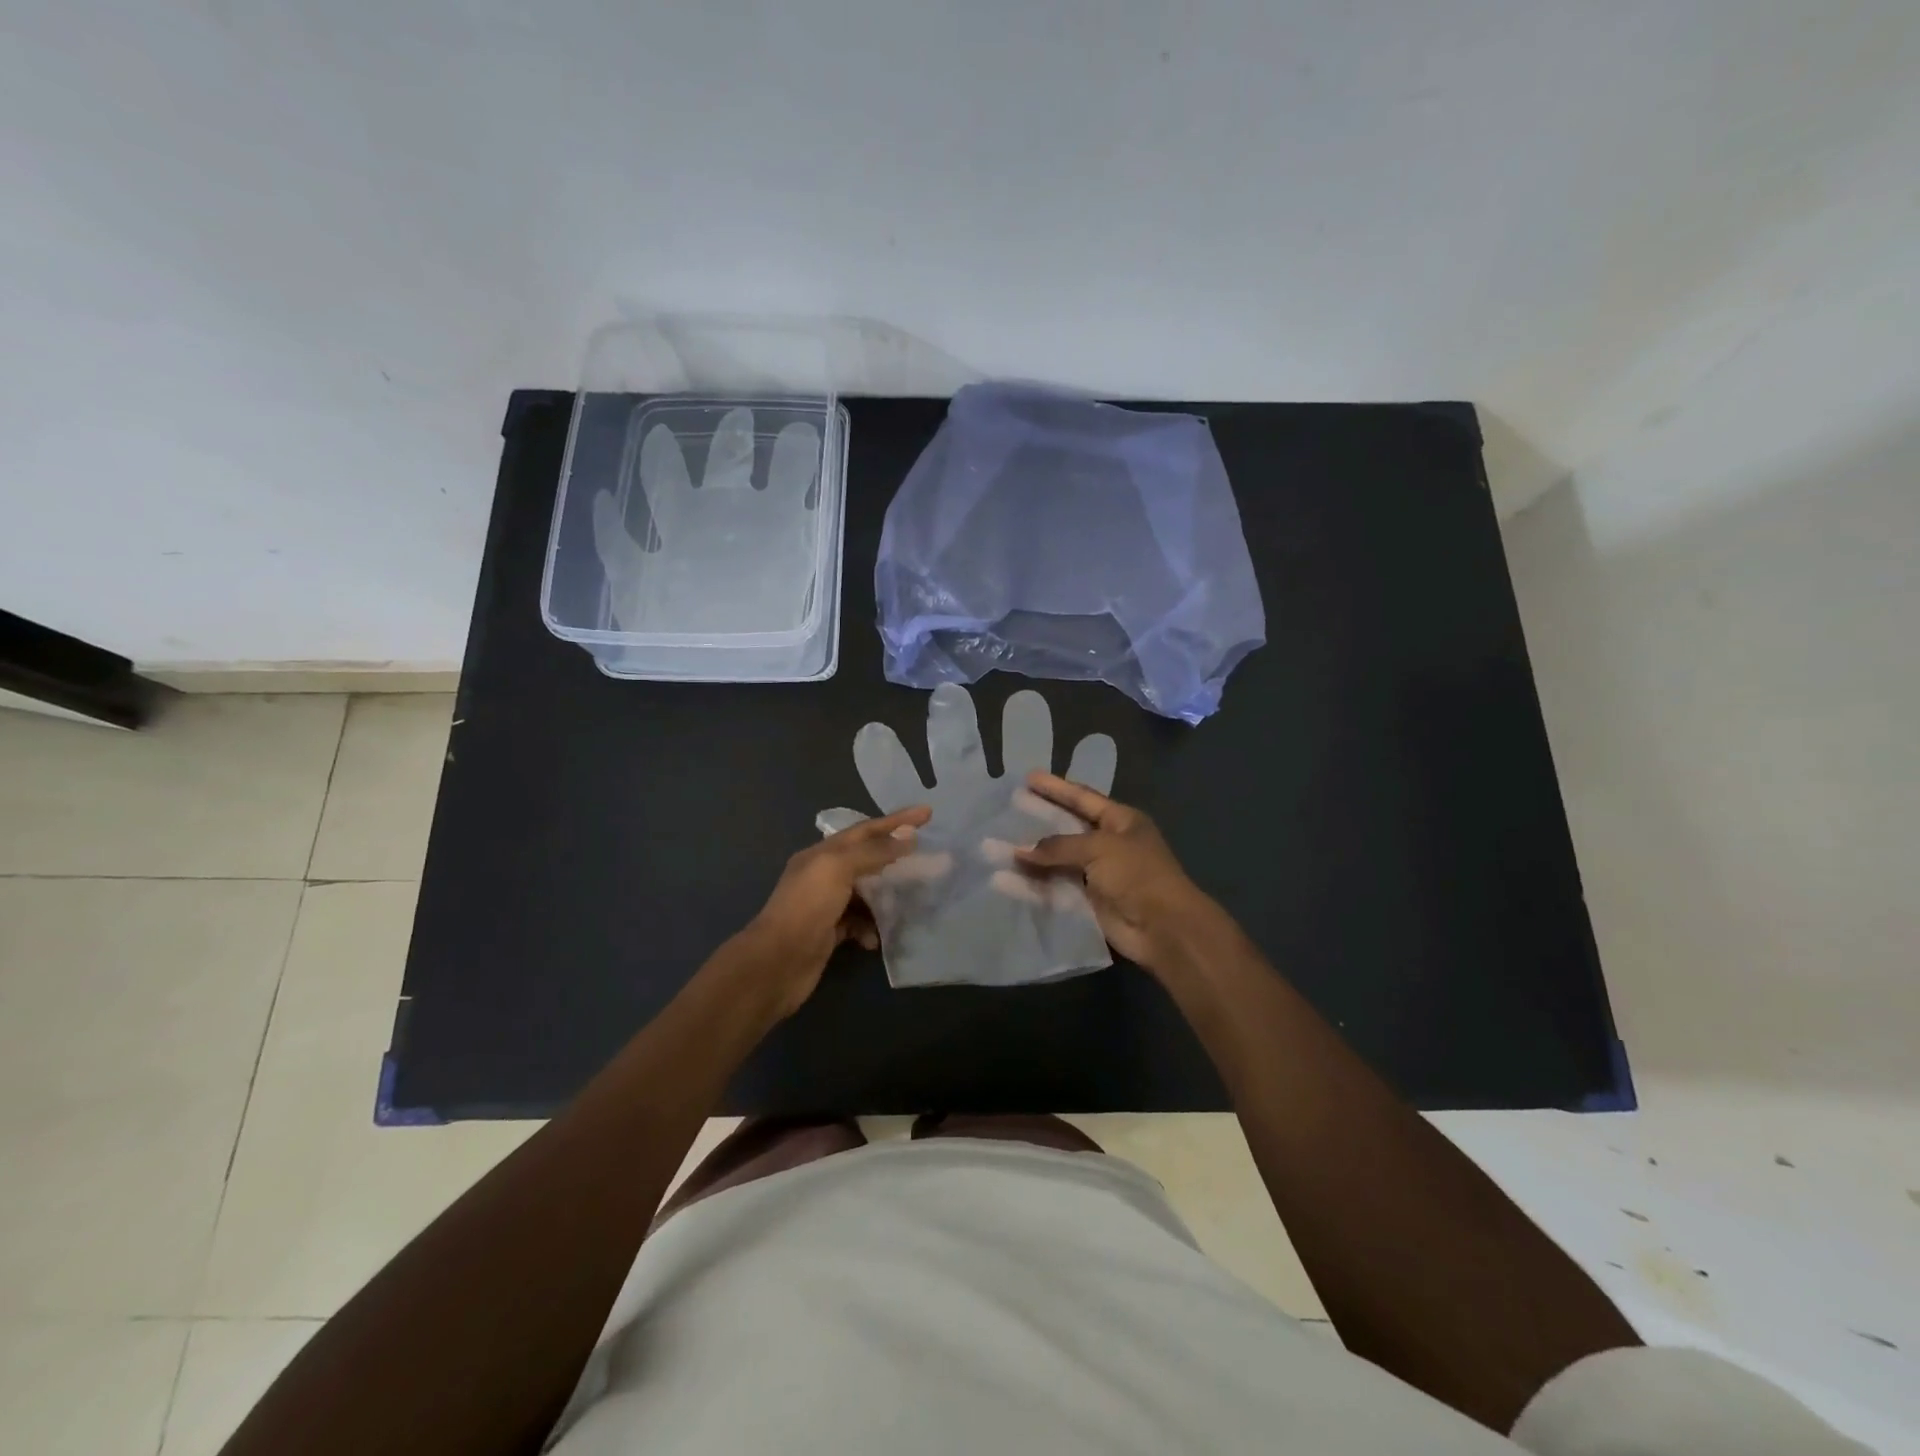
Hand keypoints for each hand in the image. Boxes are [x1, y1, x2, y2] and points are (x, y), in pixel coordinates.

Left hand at [745, 805, 931, 1014]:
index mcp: (821, 854)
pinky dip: (871, 927)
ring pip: (865, 892)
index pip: (865, 830)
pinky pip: (859, 923)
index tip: (927, 813)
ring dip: (886, 896)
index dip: (896, 821)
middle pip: (867, 859)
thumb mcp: (839, 868)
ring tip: (910, 899)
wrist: (777, 964)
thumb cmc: (807, 908)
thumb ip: (874, 851)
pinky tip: (877, 937)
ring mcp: (826, 905)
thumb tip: (909, 837)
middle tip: (926, 857)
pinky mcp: (830, 933)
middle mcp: (822, 875)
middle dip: (895, 857)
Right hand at [1016, 774, 1227, 977]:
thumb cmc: (1137, 874)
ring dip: (1029, 856)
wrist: (1163, 928)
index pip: (1082, 798)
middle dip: (1038, 820)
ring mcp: (1096, 874)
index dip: (1056, 788)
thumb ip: (1058, 846)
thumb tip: (1019, 851)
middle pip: (1066, 828)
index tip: (1028, 777)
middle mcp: (1108, 844)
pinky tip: (1004, 880)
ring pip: (1056, 860)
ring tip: (995, 847)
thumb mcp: (1100, 848)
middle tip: (1008, 809)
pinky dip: (1031, 885)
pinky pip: (1053, 888)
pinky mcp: (1087, 901)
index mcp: (1121, 821)